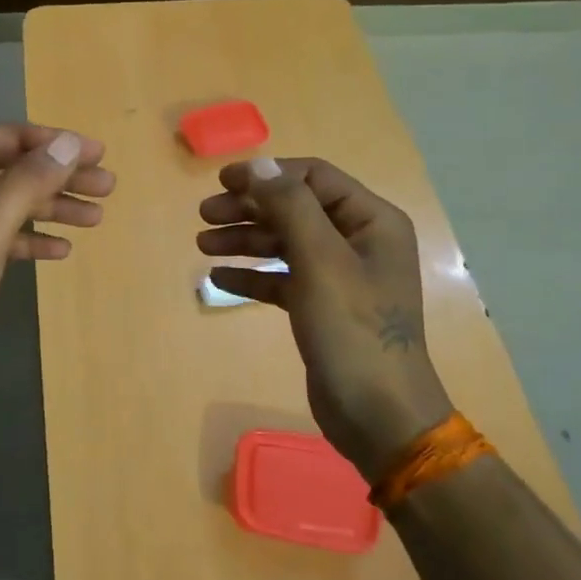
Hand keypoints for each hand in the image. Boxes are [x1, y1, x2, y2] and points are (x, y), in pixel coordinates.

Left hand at [0, 123, 114, 388]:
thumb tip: (71, 142)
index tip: (99, 154)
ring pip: (18, 206)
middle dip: (63, 177)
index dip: (56, 143)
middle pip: (19, 172)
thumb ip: (29, 180)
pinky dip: (36, 240)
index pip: (11, 140)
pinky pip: (10, 239)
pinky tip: (62, 250)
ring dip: (56, 208)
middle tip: (108, 186)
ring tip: (97, 218)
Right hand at [197, 157, 450, 482]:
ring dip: (244, 239)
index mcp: (371, 221)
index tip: (221, 182)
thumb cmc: (353, 330)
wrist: (378, 414)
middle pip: (294, 209)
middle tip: (204, 215)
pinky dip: (253, 275)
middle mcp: (357, 242)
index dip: (266, 175)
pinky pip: (282, 278)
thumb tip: (260, 165)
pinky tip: (219, 278)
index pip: (313, 178)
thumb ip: (290, 207)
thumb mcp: (321, 261)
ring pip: (284, 242)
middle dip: (248, 208)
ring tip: (203, 245)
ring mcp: (340, 276)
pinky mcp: (321, 307)